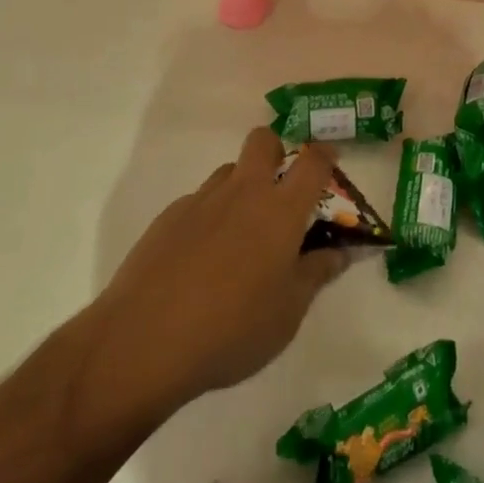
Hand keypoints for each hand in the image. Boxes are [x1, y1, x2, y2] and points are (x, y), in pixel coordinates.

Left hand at [81, 129, 348, 419]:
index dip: (325, 154)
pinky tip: (199, 260)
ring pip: (229, 171)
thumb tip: (339, 252)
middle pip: (263, 141)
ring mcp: (203, 200)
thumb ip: (316, 276)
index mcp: (281, 210)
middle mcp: (244, 191)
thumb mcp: (287, 315)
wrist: (144, 341)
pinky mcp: (169, 216)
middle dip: (276, 151)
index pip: (312, 162)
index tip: (330, 161)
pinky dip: (208, 217)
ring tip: (238, 235)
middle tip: (279, 190)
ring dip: (241, 187)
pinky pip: (199, 202)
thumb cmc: (231, 330)